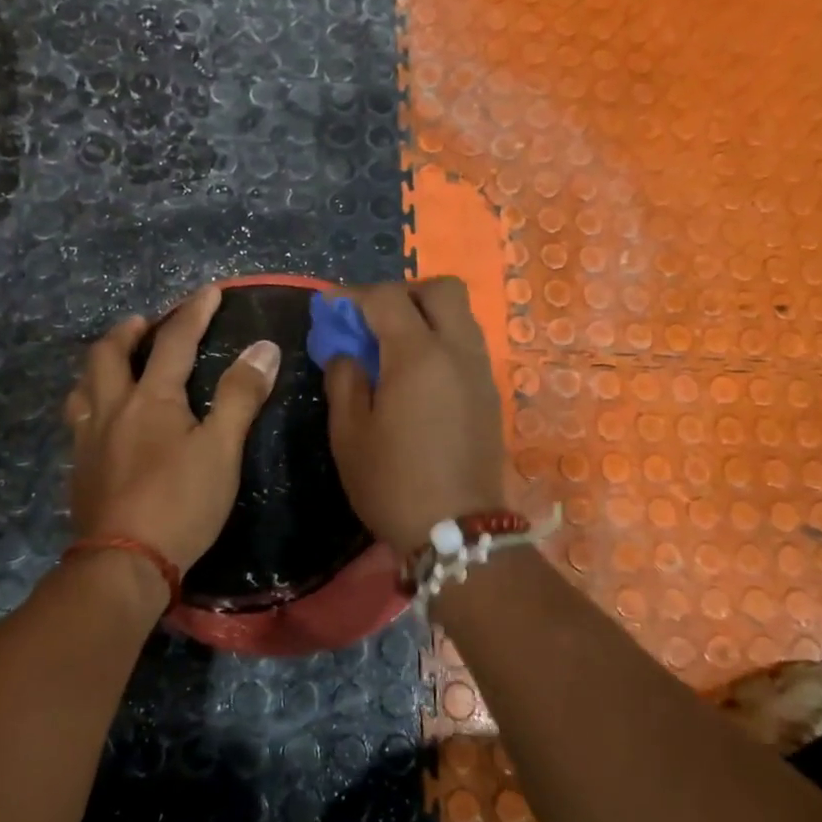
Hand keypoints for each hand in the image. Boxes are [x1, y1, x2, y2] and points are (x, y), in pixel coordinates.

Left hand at [65, 287, 281, 571]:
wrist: (124, 563)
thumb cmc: (180, 503)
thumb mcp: (221, 450)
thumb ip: (241, 396)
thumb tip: (263, 348)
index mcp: (150, 399)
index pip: (173, 342)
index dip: (193, 312)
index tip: (209, 291)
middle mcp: (111, 409)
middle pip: (107, 354)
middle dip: (128, 331)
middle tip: (144, 324)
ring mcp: (87, 440)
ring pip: (83, 386)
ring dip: (100, 365)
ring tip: (115, 364)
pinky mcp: (78, 469)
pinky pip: (77, 420)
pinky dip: (90, 403)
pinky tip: (101, 420)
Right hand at [325, 277, 507, 555]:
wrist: (458, 532)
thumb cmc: (392, 483)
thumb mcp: (348, 434)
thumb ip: (344, 380)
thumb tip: (347, 353)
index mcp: (418, 355)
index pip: (387, 298)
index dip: (353, 295)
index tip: (330, 307)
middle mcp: (458, 351)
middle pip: (441, 290)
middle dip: (403, 292)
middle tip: (372, 319)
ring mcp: (481, 372)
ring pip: (460, 316)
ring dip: (426, 315)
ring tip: (393, 346)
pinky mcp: (491, 394)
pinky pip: (467, 345)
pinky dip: (441, 341)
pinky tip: (417, 375)